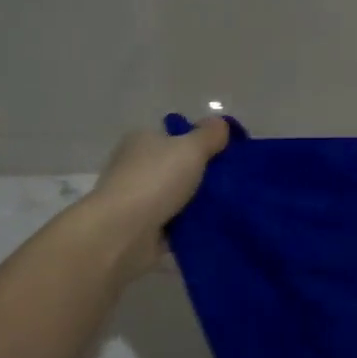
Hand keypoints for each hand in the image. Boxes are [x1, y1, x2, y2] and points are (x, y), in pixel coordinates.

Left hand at [84, 116, 229, 274]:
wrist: (123, 233)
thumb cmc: (155, 180)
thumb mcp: (190, 148)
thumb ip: (209, 134)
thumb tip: (220, 124)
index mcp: (142, 140)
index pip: (175, 136)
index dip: (201, 143)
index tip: (226, 155)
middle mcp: (136, 166)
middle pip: (178, 167)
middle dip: (203, 175)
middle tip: (233, 182)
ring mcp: (138, 199)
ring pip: (179, 196)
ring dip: (198, 203)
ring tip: (230, 206)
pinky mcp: (143, 229)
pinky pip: (176, 223)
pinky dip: (191, 226)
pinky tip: (214, 226)